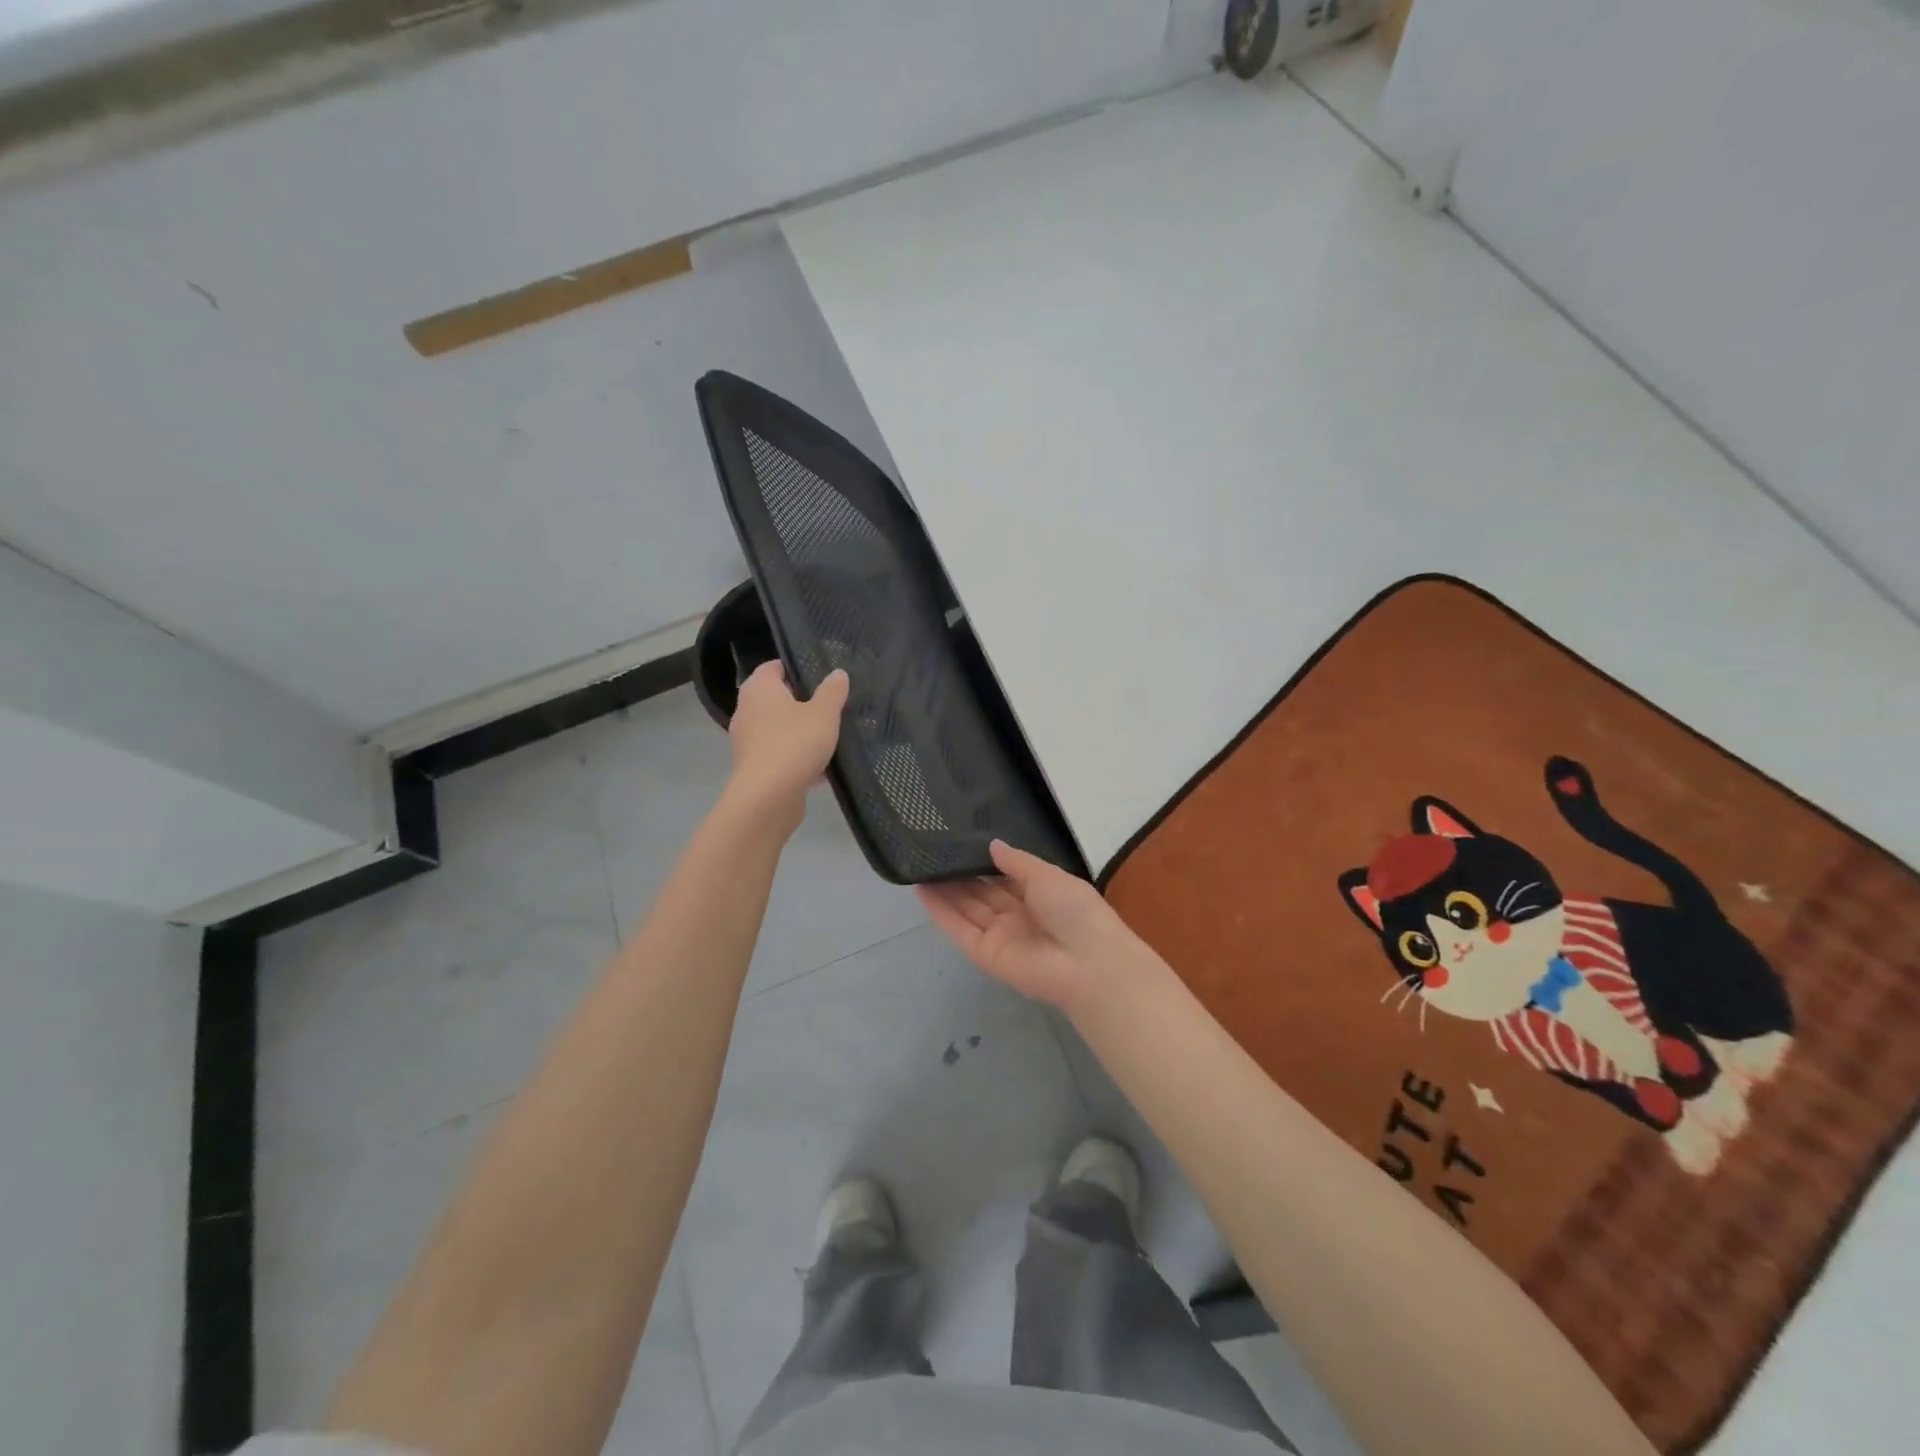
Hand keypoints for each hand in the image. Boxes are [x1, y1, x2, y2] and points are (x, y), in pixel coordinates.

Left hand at [725, 662, 848, 831]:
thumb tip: (838, 673)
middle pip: (777, 699)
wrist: (768, 798)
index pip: (773, 667)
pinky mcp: (754, 768)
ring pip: (779, 729)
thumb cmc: (794, 744)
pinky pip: (780, 754)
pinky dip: (797, 757)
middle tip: (831, 706)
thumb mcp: (824, 714)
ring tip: (830, 737)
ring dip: (801, 733)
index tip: (821, 676)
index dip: (796, 668)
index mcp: (759, 689)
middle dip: (802, 703)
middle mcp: (747, 711)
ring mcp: (748, 741)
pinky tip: (822, 768)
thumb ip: (832, 692)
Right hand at [917, 841, 1127, 1012]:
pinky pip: (960, 929)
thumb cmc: (1075, 911)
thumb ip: (1017, 862)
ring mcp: (999, 935)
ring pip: (966, 908)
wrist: (1088, 963)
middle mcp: (1017, 915)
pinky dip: (940, 912)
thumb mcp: (1048, 875)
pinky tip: (921, 890)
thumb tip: (993, 845)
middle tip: (931, 851)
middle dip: (959, 875)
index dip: (982, 863)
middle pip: (981, 893)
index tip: (958, 843)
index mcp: (1039, 895)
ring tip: (919, 866)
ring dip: (944, 890)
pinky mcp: (984, 954)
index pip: (1004, 877)